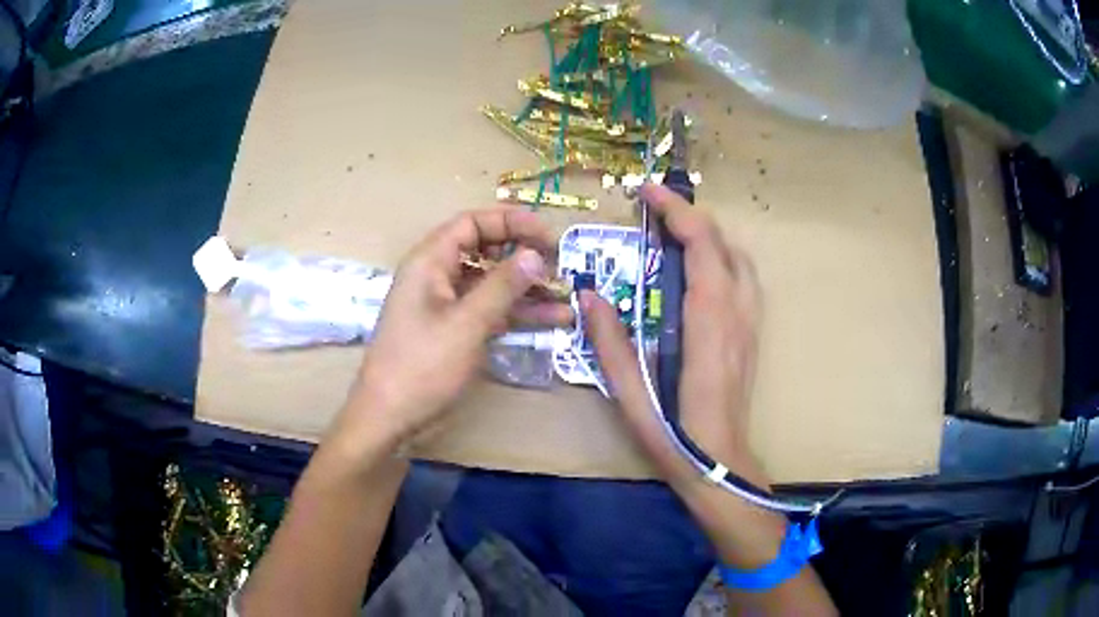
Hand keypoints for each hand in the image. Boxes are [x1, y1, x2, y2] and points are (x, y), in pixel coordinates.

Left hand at [336, 207, 569, 446]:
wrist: (391, 418)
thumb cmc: (422, 366)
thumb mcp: (466, 323)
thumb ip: (502, 286)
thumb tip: (535, 254)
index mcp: (430, 261)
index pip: (473, 223)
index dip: (512, 222)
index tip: (548, 236)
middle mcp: (437, 276)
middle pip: (485, 251)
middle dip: (523, 256)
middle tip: (561, 267)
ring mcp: (446, 305)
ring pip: (492, 283)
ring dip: (527, 288)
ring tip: (566, 297)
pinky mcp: (455, 330)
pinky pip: (490, 310)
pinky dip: (517, 313)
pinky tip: (552, 319)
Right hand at [579, 183, 762, 486]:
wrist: (721, 465)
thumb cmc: (674, 435)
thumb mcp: (630, 393)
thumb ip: (608, 342)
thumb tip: (588, 295)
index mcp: (708, 320)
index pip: (701, 243)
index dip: (675, 210)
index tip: (646, 191)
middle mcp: (737, 312)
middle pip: (722, 242)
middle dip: (689, 216)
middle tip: (652, 212)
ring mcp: (750, 322)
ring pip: (739, 257)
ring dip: (709, 235)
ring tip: (674, 235)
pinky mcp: (752, 334)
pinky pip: (744, 278)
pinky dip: (722, 257)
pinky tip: (699, 271)